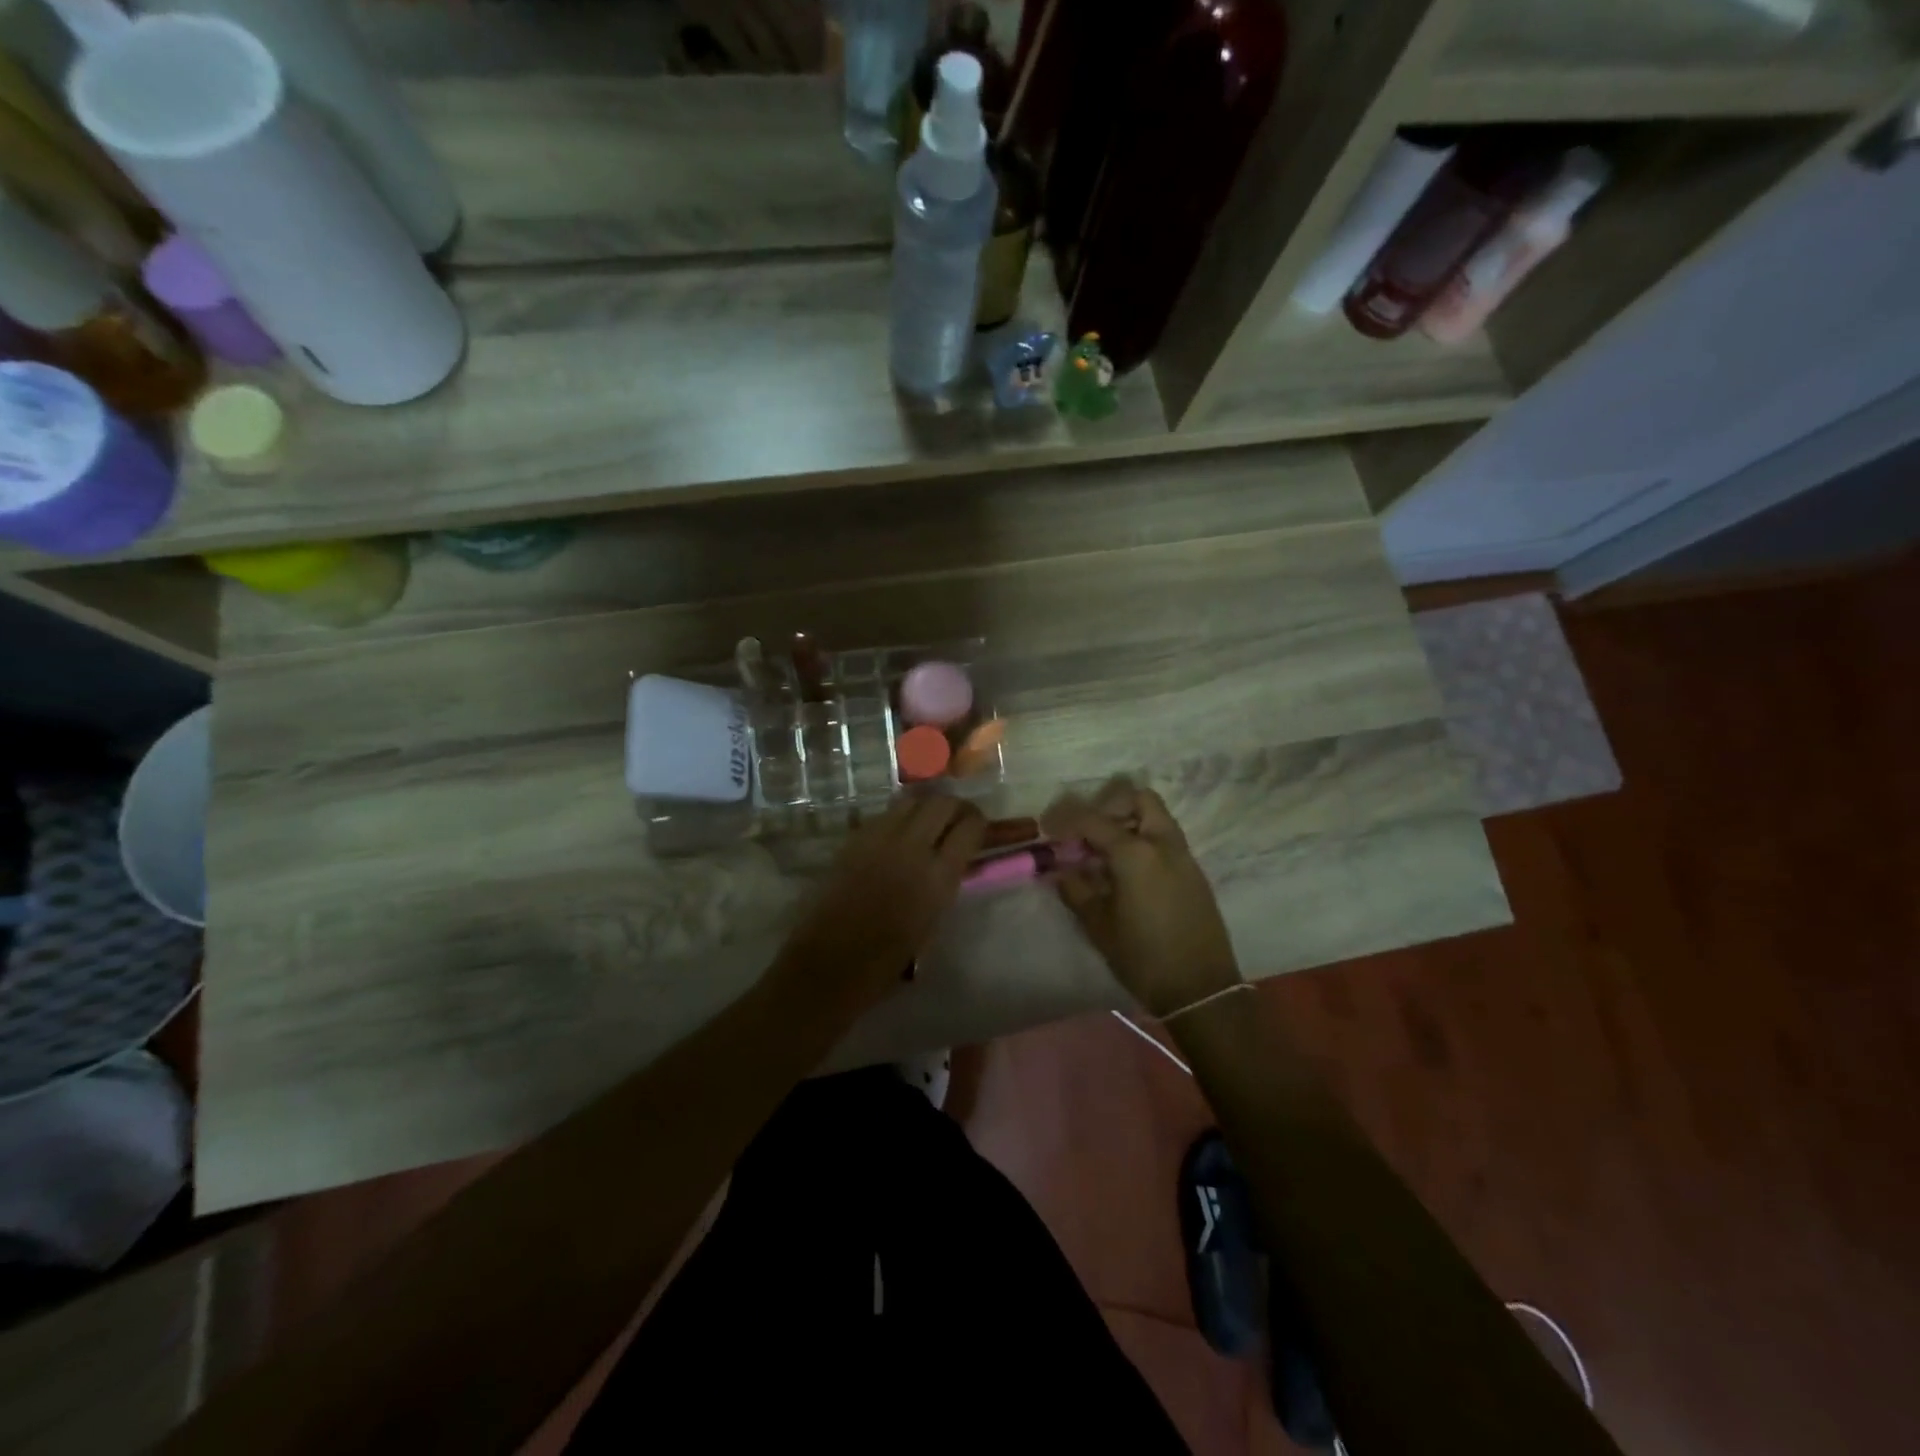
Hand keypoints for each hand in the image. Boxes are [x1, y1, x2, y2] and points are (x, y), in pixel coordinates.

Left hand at [774, 794, 986, 1017]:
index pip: (970, 826)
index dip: (979, 823)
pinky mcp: (853, 839)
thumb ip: (946, 883)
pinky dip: (899, 817)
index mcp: (938, 877)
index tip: (979, 830)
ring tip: (929, 822)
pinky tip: (899, 834)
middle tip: (958, 820)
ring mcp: (878, 839)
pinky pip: (885, 815)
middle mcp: (911, 848)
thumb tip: (956, 859)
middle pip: (942, 803)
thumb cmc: (885, 962)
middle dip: (956, 807)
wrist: (827, 966)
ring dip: (926, 806)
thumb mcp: (931, 923)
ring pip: (912, 800)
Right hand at [1043, 779, 1240, 1018]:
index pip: (1092, 819)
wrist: (1201, 990)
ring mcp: (1183, 855)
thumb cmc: (1143, 957)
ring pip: (1155, 816)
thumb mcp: (1099, 926)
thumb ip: (1076, 890)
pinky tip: (1126, 871)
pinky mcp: (1194, 872)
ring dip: (1127, 821)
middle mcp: (1162, 843)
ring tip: (1103, 852)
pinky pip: (1165, 838)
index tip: (1047, 828)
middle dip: (1107, 805)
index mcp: (1135, 852)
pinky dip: (1143, 839)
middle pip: (1137, 798)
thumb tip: (1060, 870)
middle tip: (1085, 831)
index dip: (1065, 818)